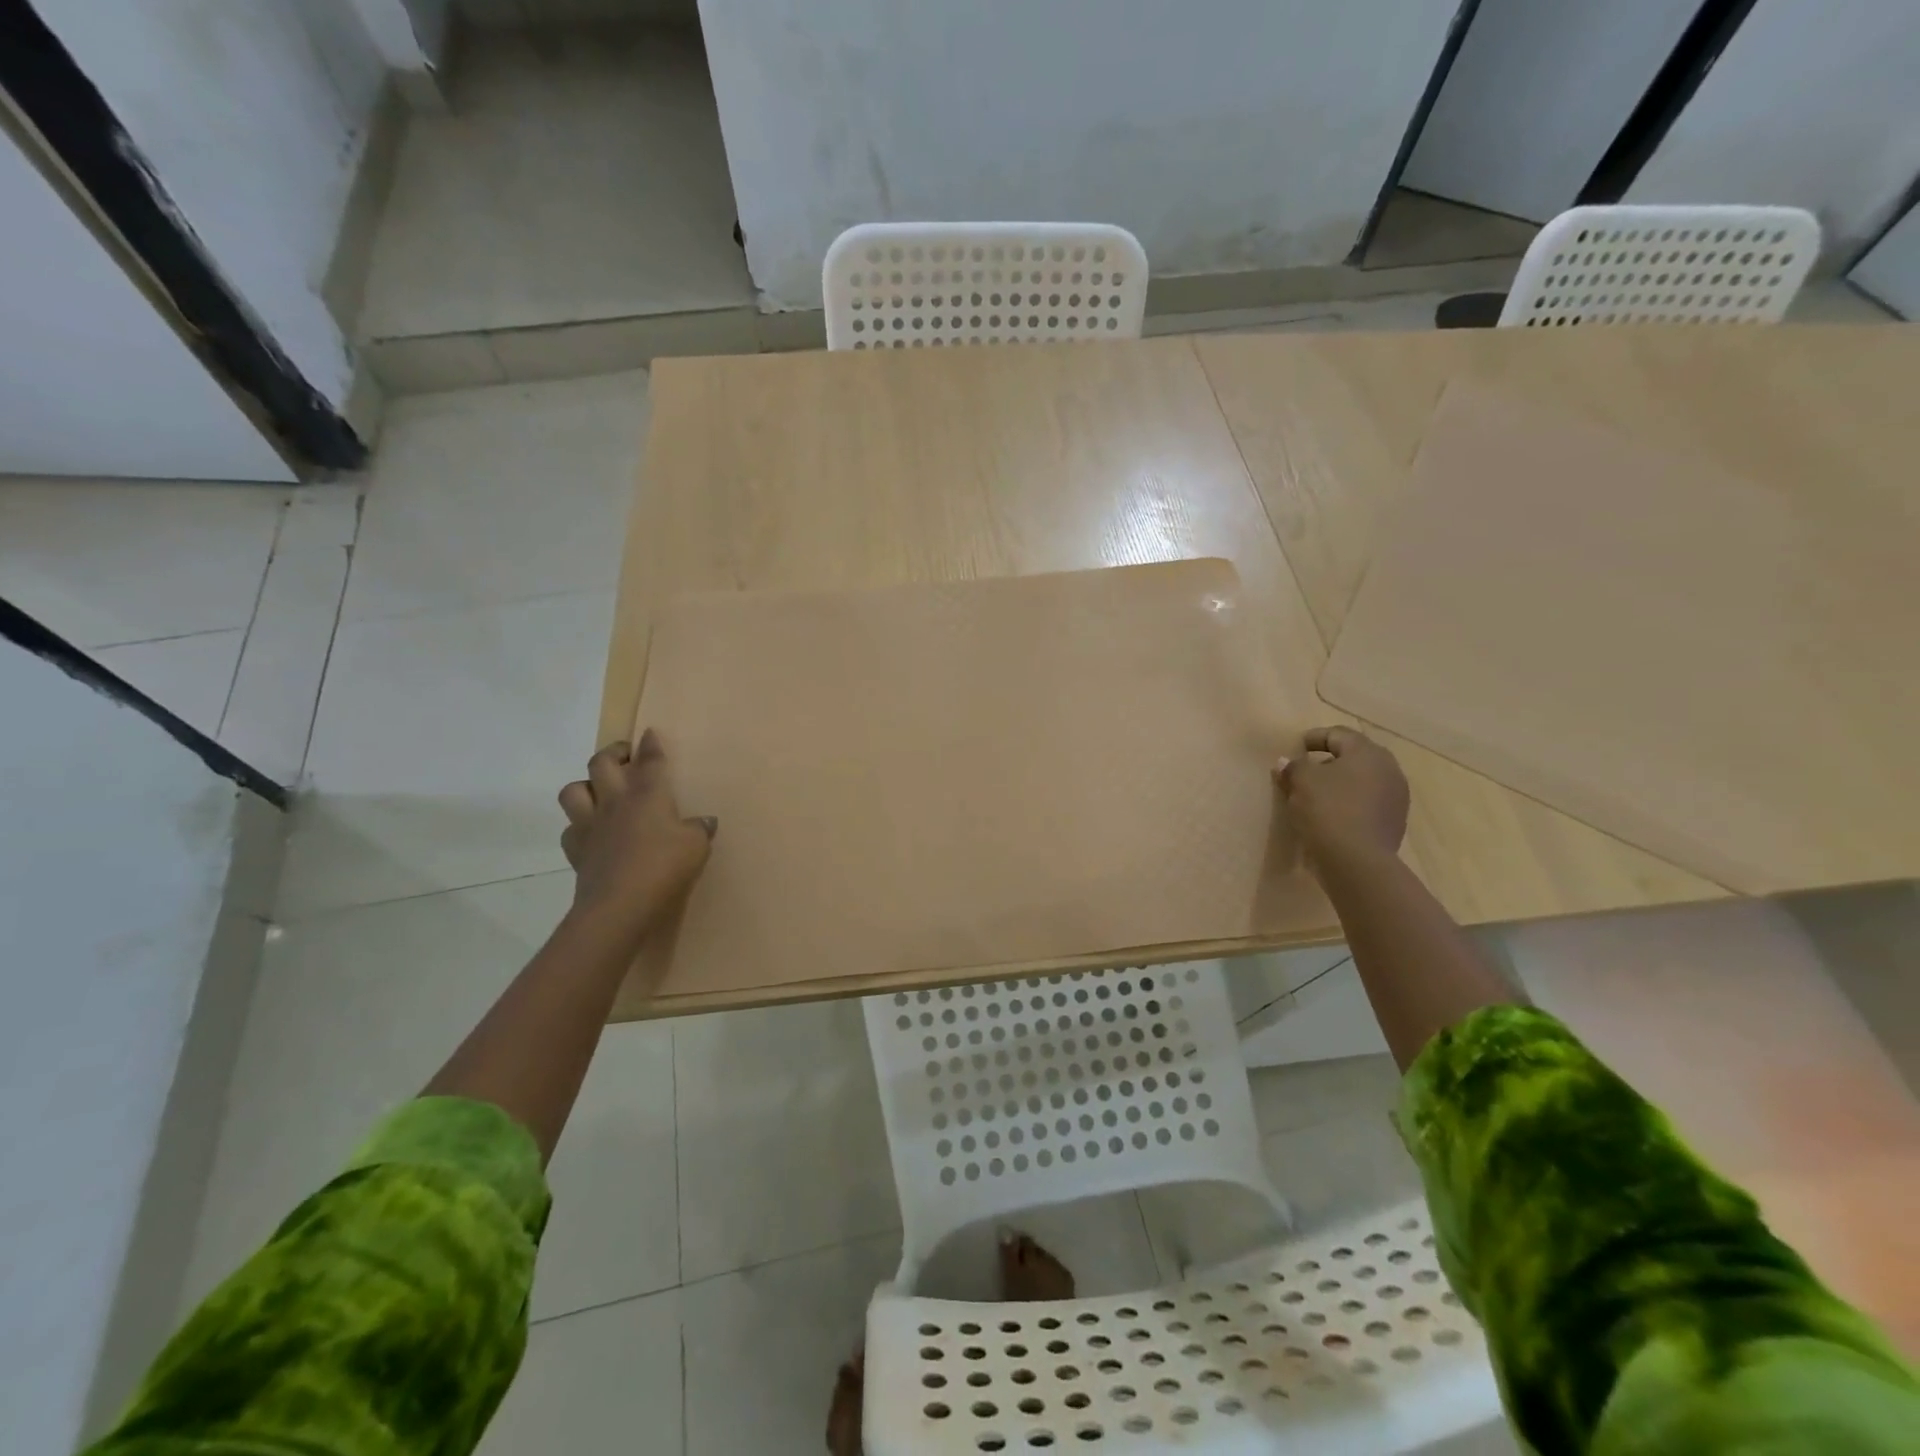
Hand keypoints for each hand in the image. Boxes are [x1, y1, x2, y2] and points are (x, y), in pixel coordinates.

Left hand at [558, 730, 715, 941]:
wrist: (621, 904)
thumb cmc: (665, 866)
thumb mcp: (696, 846)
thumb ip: (699, 829)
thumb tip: (704, 822)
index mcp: (648, 794)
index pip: (650, 760)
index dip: (650, 745)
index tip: (649, 733)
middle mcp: (615, 802)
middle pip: (602, 763)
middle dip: (613, 754)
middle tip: (625, 757)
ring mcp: (590, 825)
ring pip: (573, 790)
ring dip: (585, 786)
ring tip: (600, 792)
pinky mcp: (576, 851)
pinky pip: (569, 829)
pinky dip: (578, 826)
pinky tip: (592, 833)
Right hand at [1274, 726, 1408, 869]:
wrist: (1357, 861)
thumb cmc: (1328, 810)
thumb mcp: (1301, 782)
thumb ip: (1293, 767)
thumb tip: (1286, 762)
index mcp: (1367, 752)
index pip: (1338, 734)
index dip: (1315, 737)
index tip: (1297, 747)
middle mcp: (1388, 769)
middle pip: (1354, 757)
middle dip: (1330, 760)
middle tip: (1306, 770)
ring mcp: (1396, 797)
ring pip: (1362, 781)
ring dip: (1340, 783)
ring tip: (1317, 795)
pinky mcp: (1394, 822)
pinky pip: (1367, 803)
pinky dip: (1349, 803)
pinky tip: (1331, 815)